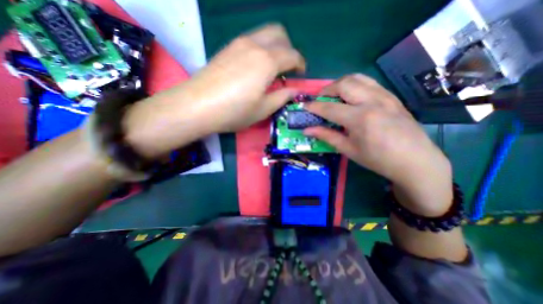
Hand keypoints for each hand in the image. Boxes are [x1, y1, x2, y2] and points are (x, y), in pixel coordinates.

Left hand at [182, 23, 302, 130]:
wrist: (197, 106)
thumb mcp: (263, 109)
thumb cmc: (234, 111)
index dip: (300, 64)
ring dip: (275, 47)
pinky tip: (256, 67)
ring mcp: (238, 44)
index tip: (301, 74)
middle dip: (289, 48)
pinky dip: (261, 48)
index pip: (292, 55)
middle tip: (288, 68)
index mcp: (267, 61)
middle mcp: (254, 45)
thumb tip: (294, 90)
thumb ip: (282, 97)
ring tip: (273, 68)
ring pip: (264, 33)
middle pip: (279, 34)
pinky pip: (251, 40)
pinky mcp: (227, 48)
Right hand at [305, 74, 453, 215]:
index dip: (314, 106)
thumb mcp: (348, 149)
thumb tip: (307, 130)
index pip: (329, 107)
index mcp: (360, 118)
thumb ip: (326, 136)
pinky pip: (369, 83)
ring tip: (334, 95)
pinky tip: (351, 97)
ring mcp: (385, 96)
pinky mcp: (392, 96)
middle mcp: (372, 101)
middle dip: (327, 89)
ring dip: (340, 84)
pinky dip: (354, 85)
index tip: (304, 106)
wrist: (415, 161)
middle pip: (344, 84)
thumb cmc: (378, 159)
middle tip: (320, 100)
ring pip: (357, 78)